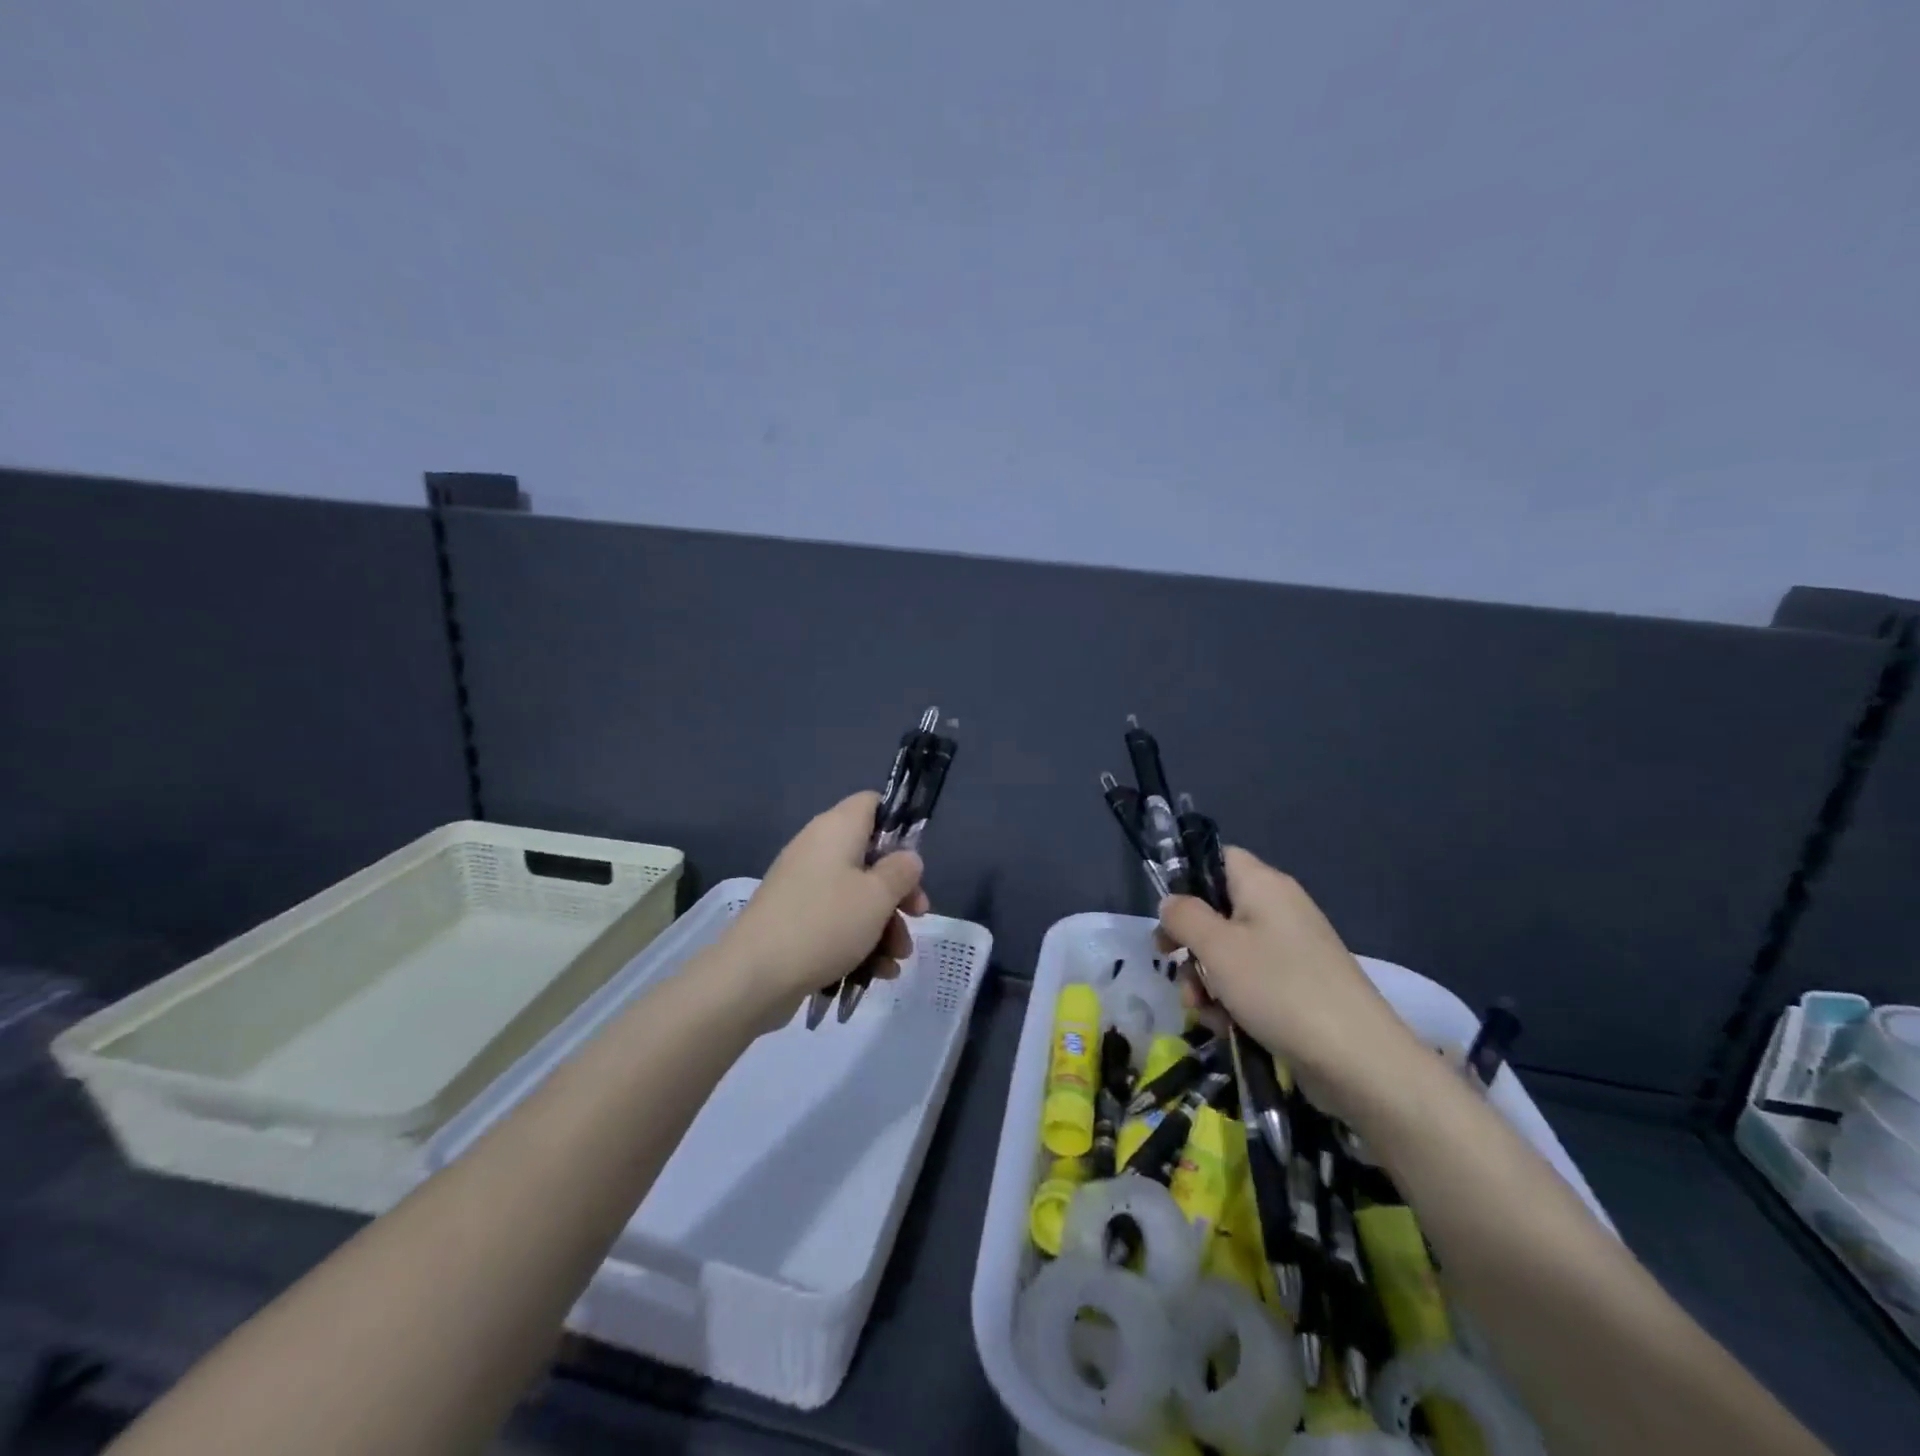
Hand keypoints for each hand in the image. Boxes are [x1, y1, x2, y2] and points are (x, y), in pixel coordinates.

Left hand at [719, 792, 929, 1026]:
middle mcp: (817, 849)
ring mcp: (802, 885)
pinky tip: (877, 972)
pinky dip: (858, 940)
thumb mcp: (878, 897)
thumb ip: (901, 872)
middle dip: (898, 891)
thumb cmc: (825, 924)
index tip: (914, 861)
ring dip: (883, 925)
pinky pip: (835, 920)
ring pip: (856, 894)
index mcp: (837, 829)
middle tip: (918, 916)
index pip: (872, 803)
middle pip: (870, 857)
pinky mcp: (794, 919)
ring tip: (897, 960)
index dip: (898, 825)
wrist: (753, 976)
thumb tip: (907, 859)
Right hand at [1158, 847, 1430, 1123]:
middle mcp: (1279, 909)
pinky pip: (1252, 982)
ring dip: (1206, 979)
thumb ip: (1184, 916)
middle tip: (1170, 963)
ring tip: (1202, 1009)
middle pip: (1218, 911)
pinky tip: (1226, 1026)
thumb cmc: (1278, 988)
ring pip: (1230, 952)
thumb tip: (1170, 902)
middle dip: (1190, 943)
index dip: (1188, 878)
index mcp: (1263, 885)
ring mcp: (1292, 951)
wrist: (1358, 1059)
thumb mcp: (1216, 947)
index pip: (1219, 858)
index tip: (1168, 913)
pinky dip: (1233, 1000)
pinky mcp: (1299, 987)